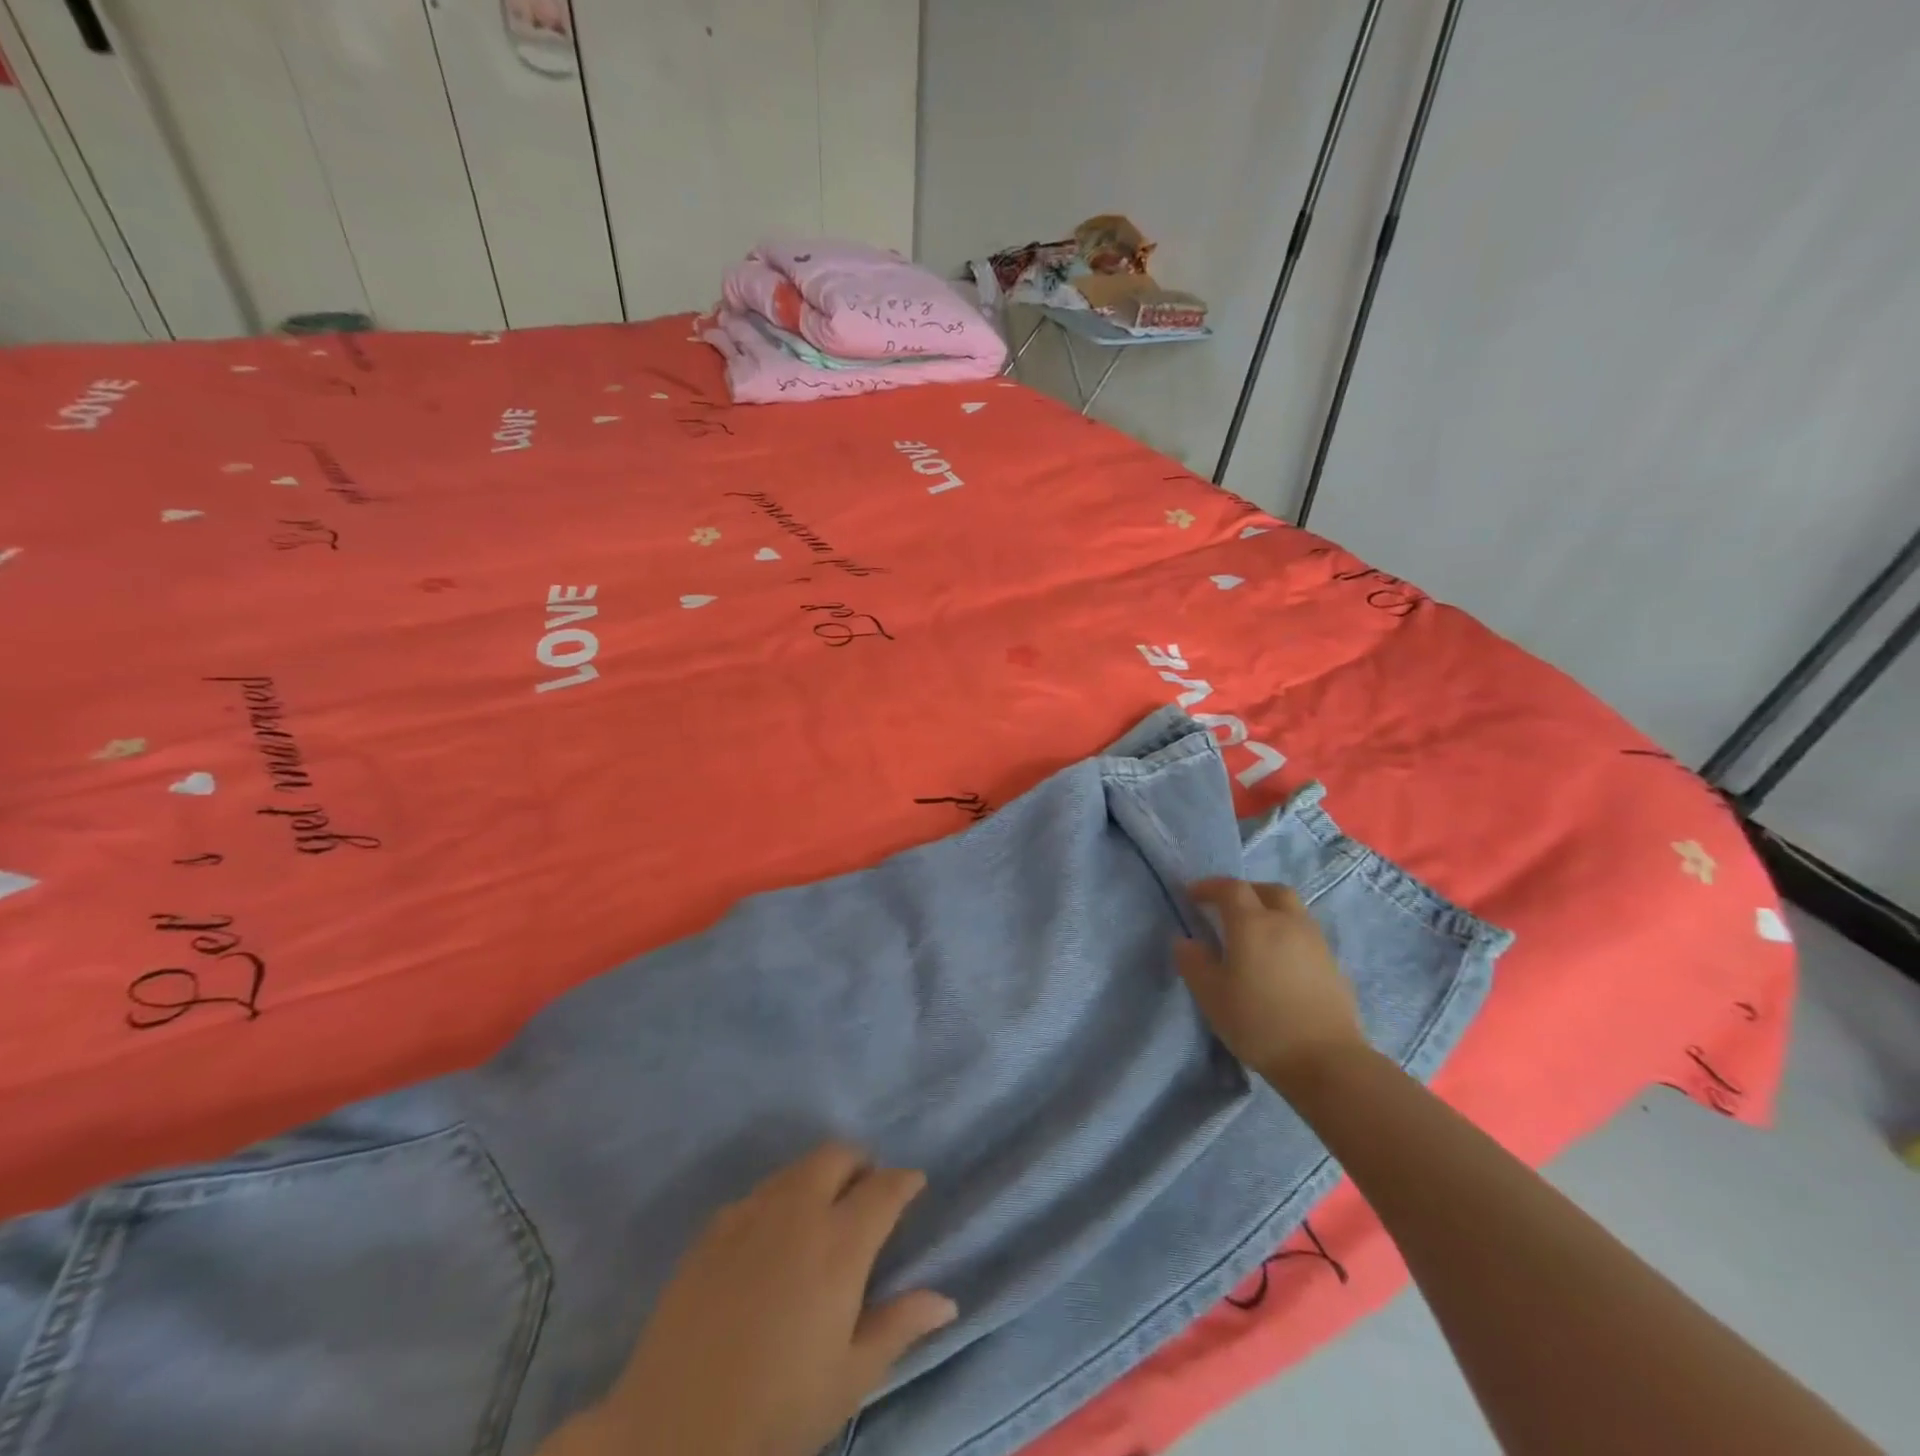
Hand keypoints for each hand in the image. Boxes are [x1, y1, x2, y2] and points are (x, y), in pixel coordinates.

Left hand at [544, 1144, 955, 1455]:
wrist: (672, 1432)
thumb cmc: (776, 1411)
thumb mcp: (848, 1378)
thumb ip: (899, 1327)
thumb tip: (945, 1299)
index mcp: (839, 1244)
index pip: (883, 1188)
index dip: (904, 1181)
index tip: (914, 1184)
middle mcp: (798, 1211)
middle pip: (836, 1155)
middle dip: (860, 1163)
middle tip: (867, 1192)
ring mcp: (750, 1214)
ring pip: (796, 1168)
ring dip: (819, 1176)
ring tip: (823, 1212)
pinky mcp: (712, 1229)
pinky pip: (758, 1193)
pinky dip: (779, 1199)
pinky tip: (772, 1239)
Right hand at [1175, 879, 1365, 1087]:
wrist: (1325, 1060)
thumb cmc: (1259, 1023)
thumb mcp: (1211, 995)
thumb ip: (1194, 963)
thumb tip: (1187, 941)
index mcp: (1252, 924)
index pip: (1230, 888)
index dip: (1209, 887)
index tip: (1192, 895)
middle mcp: (1287, 923)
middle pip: (1269, 890)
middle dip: (1246, 891)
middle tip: (1228, 907)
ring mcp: (1315, 942)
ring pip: (1292, 910)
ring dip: (1270, 910)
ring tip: (1254, 933)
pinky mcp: (1333, 965)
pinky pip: (1305, 933)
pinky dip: (1287, 933)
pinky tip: (1279, 959)